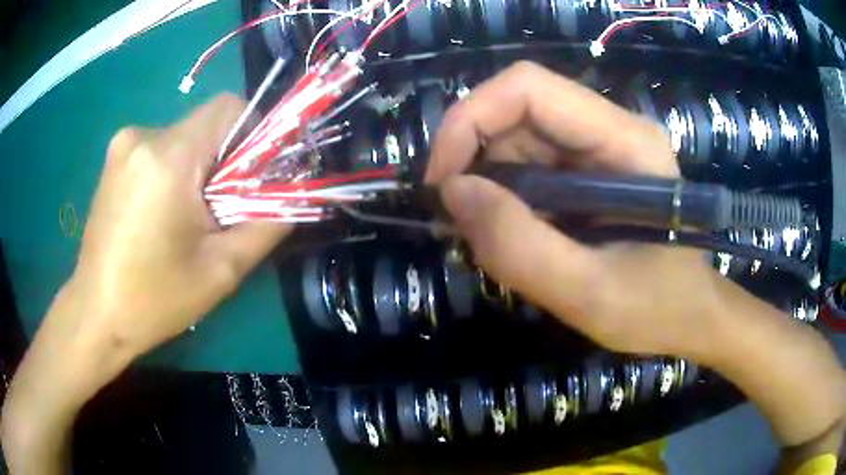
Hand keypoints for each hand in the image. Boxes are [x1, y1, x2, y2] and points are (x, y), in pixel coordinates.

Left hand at [69, 94, 290, 361]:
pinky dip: (173, 171)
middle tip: (220, 210)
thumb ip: (267, 223)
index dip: (254, 133)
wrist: (96, 314)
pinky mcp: (114, 159)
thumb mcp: (221, 270)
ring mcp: (123, 145)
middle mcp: (144, 136)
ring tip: (186, 218)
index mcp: (169, 158)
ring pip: (183, 138)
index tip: (254, 175)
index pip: (230, 108)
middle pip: (206, 125)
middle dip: (224, 160)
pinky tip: (160, 214)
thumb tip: (294, 195)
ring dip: (197, 169)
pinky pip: (159, 149)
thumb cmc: (154, 299)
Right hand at [427, 62, 731, 361]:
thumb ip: (521, 247)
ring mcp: (599, 147)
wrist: (689, 316)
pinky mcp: (588, 170)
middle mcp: (610, 128)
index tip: (443, 183)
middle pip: (517, 110)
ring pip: (516, 137)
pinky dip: (502, 195)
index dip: (471, 119)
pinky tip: (505, 232)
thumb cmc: (657, 308)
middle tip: (454, 218)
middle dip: (471, 156)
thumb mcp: (588, 294)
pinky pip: (527, 165)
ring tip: (480, 235)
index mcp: (625, 140)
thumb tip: (453, 193)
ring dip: (484, 180)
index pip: (529, 88)